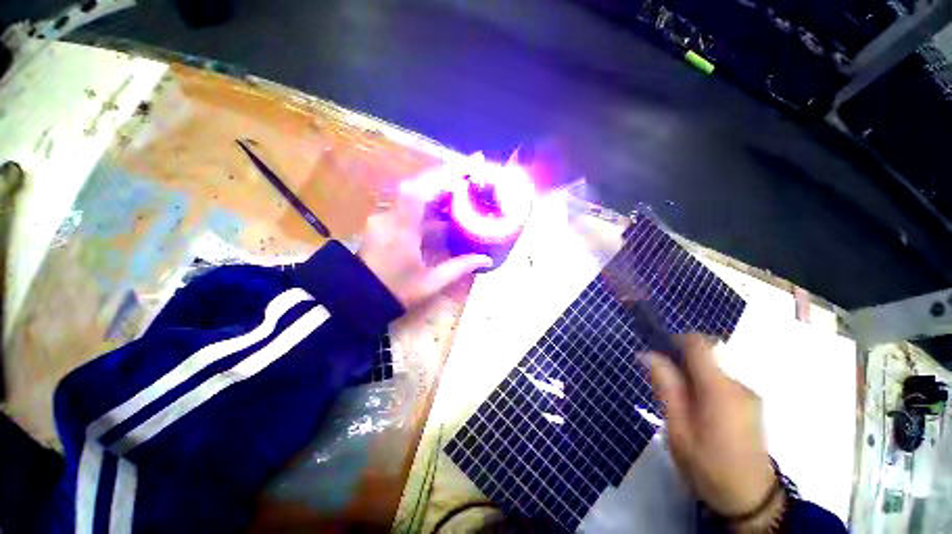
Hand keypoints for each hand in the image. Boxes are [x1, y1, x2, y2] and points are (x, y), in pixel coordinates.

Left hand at [358, 170, 491, 309]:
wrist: (358, 299)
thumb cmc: (395, 292)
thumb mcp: (430, 283)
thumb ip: (458, 268)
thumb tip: (486, 259)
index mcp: (401, 232)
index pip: (417, 192)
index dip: (439, 176)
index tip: (464, 168)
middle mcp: (389, 218)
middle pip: (416, 188)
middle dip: (443, 179)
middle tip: (469, 176)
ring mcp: (383, 219)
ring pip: (412, 197)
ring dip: (436, 192)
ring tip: (461, 191)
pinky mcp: (382, 223)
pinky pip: (407, 207)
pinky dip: (427, 206)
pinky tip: (442, 212)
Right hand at [649, 335, 776, 520]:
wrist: (751, 500)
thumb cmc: (708, 465)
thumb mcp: (677, 428)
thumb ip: (666, 387)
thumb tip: (648, 354)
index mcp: (719, 389)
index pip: (699, 344)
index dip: (675, 339)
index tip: (658, 352)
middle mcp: (738, 385)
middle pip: (705, 355)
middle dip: (680, 362)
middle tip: (663, 385)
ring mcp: (748, 394)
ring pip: (712, 369)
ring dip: (691, 376)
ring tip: (679, 404)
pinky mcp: (751, 404)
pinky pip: (721, 382)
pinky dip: (704, 386)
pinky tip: (697, 412)